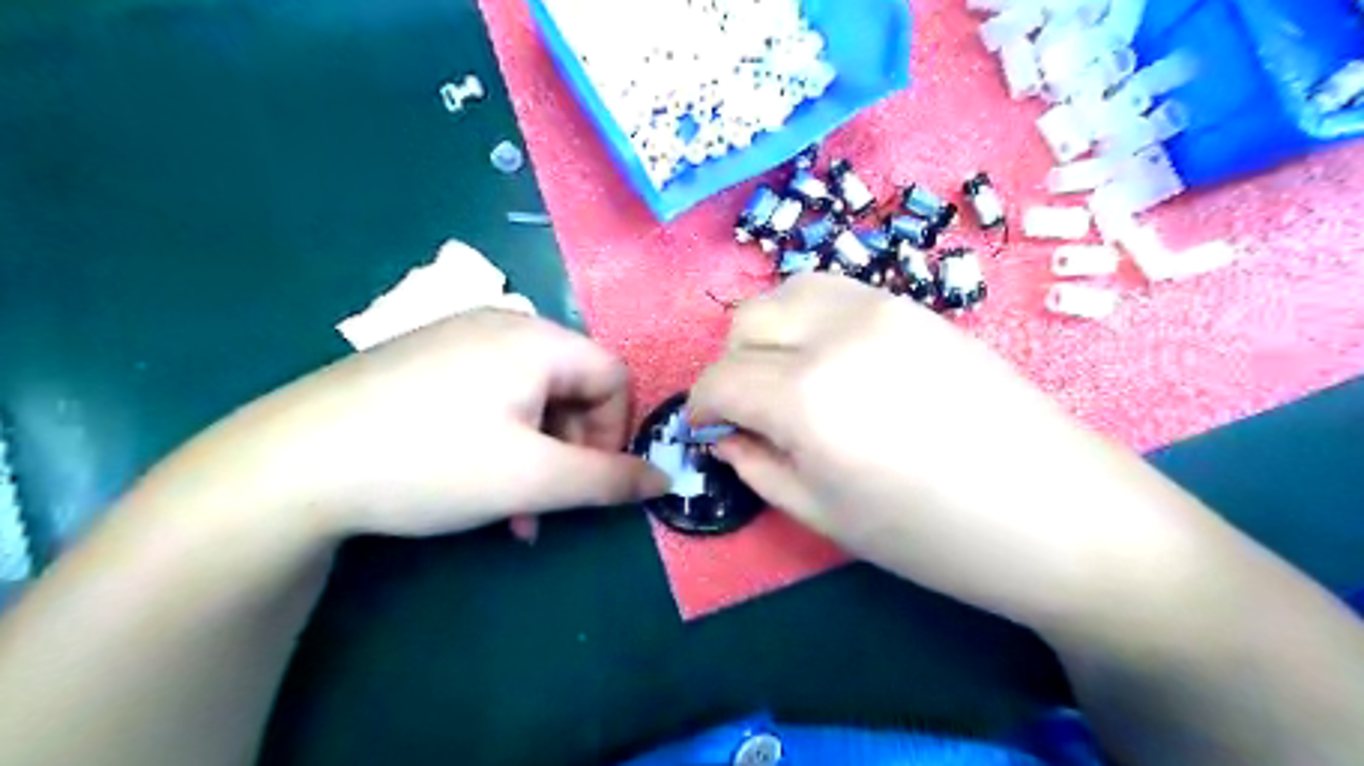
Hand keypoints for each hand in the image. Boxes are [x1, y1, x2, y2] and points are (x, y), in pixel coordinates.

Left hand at [156, 307, 669, 536]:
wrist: (289, 465)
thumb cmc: (430, 463)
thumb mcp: (533, 479)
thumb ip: (610, 481)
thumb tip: (665, 480)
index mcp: (537, 339)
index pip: (614, 377)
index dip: (616, 432)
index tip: (591, 481)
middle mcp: (503, 325)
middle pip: (573, 387)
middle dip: (571, 451)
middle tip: (547, 503)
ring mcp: (459, 340)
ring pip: (532, 400)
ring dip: (537, 455)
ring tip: (512, 510)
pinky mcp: (427, 362)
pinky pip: (492, 398)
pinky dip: (502, 441)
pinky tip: (476, 482)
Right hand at [696, 275, 1206, 627]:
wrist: (1059, 512)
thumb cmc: (934, 535)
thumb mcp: (823, 515)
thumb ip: (757, 466)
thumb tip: (724, 434)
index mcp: (807, 396)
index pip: (720, 380)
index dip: (702, 408)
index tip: (707, 432)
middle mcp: (834, 333)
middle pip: (746, 323)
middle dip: (732, 367)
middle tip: (751, 411)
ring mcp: (880, 307)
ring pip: (786, 293)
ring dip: (767, 334)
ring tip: (786, 379)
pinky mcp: (912, 304)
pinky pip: (834, 293)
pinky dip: (808, 318)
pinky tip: (830, 360)